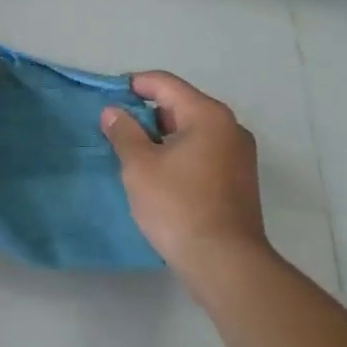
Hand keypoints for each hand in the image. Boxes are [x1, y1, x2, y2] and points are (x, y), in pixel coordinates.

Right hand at [100, 72, 271, 291]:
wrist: (225, 262)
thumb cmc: (178, 206)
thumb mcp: (140, 166)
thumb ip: (124, 132)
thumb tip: (113, 111)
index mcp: (208, 115)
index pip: (165, 84)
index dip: (134, 84)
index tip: (108, 95)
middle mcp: (230, 127)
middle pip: (181, 105)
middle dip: (146, 113)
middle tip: (115, 129)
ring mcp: (239, 155)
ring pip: (192, 131)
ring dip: (161, 136)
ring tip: (131, 153)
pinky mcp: (239, 180)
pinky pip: (203, 152)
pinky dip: (178, 154)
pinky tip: (158, 174)